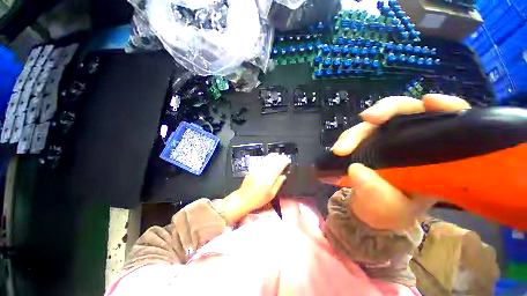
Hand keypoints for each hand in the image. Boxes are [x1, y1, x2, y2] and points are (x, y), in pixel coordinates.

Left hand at [222, 153, 289, 224]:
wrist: (243, 199)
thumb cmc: (258, 199)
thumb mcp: (271, 194)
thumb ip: (278, 184)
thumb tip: (283, 176)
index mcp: (269, 179)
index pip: (278, 167)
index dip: (284, 162)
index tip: (287, 160)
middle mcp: (263, 172)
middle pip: (273, 161)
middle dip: (279, 158)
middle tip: (284, 157)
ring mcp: (256, 170)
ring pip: (266, 160)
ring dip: (273, 156)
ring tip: (277, 155)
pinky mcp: (252, 169)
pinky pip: (260, 161)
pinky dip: (265, 159)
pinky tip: (267, 158)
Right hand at [331, 94, 470, 230]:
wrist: (366, 209)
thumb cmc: (387, 211)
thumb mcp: (388, 209)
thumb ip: (377, 194)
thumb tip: (356, 169)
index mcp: (437, 158)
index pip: (451, 122)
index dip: (446, 107)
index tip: (429, 102)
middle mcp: (414, 142)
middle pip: (407, 112)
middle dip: (386, 111)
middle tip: (367, 118)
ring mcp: (388, 140)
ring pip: (376, 122)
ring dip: (357, 131)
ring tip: (341, 149)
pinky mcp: (368, 142)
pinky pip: (359, 133)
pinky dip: (349, 137)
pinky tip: (340, 148)